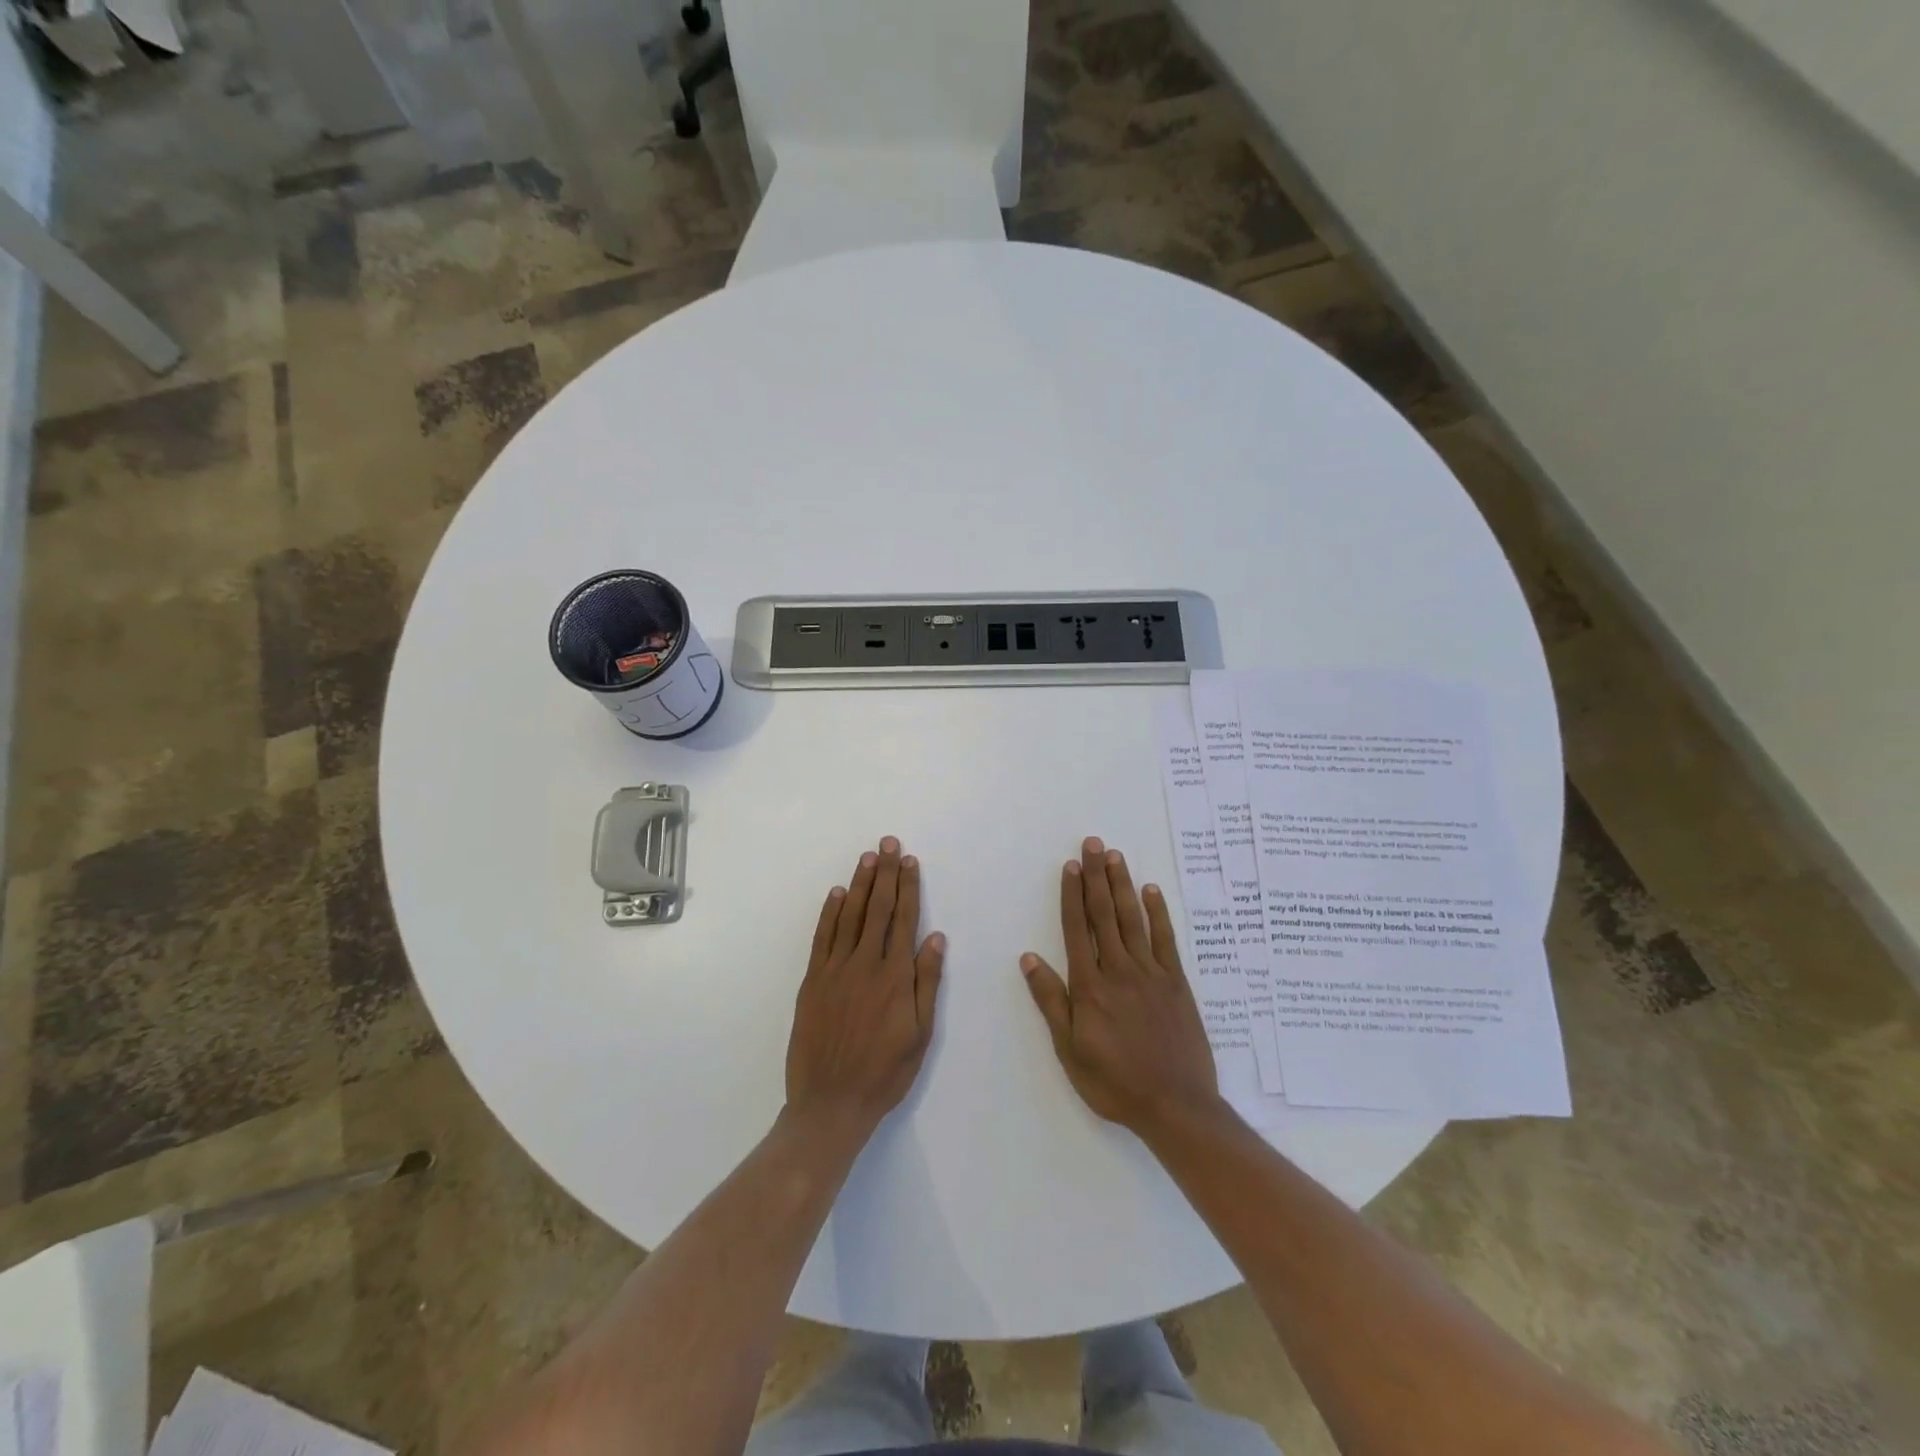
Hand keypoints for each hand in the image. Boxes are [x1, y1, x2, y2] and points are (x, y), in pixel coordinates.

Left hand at [786, 837, 945, 1136]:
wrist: (830, 1103)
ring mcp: (835, 970)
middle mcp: (865, 964)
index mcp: (895, 976)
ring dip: (860, 884)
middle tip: (888, 843)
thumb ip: (927, 983)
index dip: (908, 887)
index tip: (910, 861)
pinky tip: (837, 894)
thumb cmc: (884, 1073)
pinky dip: (830, 912)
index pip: (904, 920)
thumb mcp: (920, 1035)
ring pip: (850, 916)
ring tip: (868, 858)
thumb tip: (935, 938)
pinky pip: (822, 938)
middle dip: (885, 874)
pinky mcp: (812, 981)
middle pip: (878, 909)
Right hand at [1021, 837, 1222, 1137]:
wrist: (1175, 1106)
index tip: (1070, 866)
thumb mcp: (1070, 1049)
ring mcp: (1151, 973)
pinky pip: (1166, 940)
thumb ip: (1051, 1001)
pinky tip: (1151, 891)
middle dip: (1096, 877)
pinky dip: (1158, 913)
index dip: (1071, 895)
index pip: (1076, 929)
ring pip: (1133, 919)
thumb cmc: (1114, 1082)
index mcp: (1090, 986)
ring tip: (1115, 856)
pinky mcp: (1177, 983)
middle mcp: (1119, 970)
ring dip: (1122, 885)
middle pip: (1104, 914)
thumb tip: (1029, 958)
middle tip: (1093, 844)